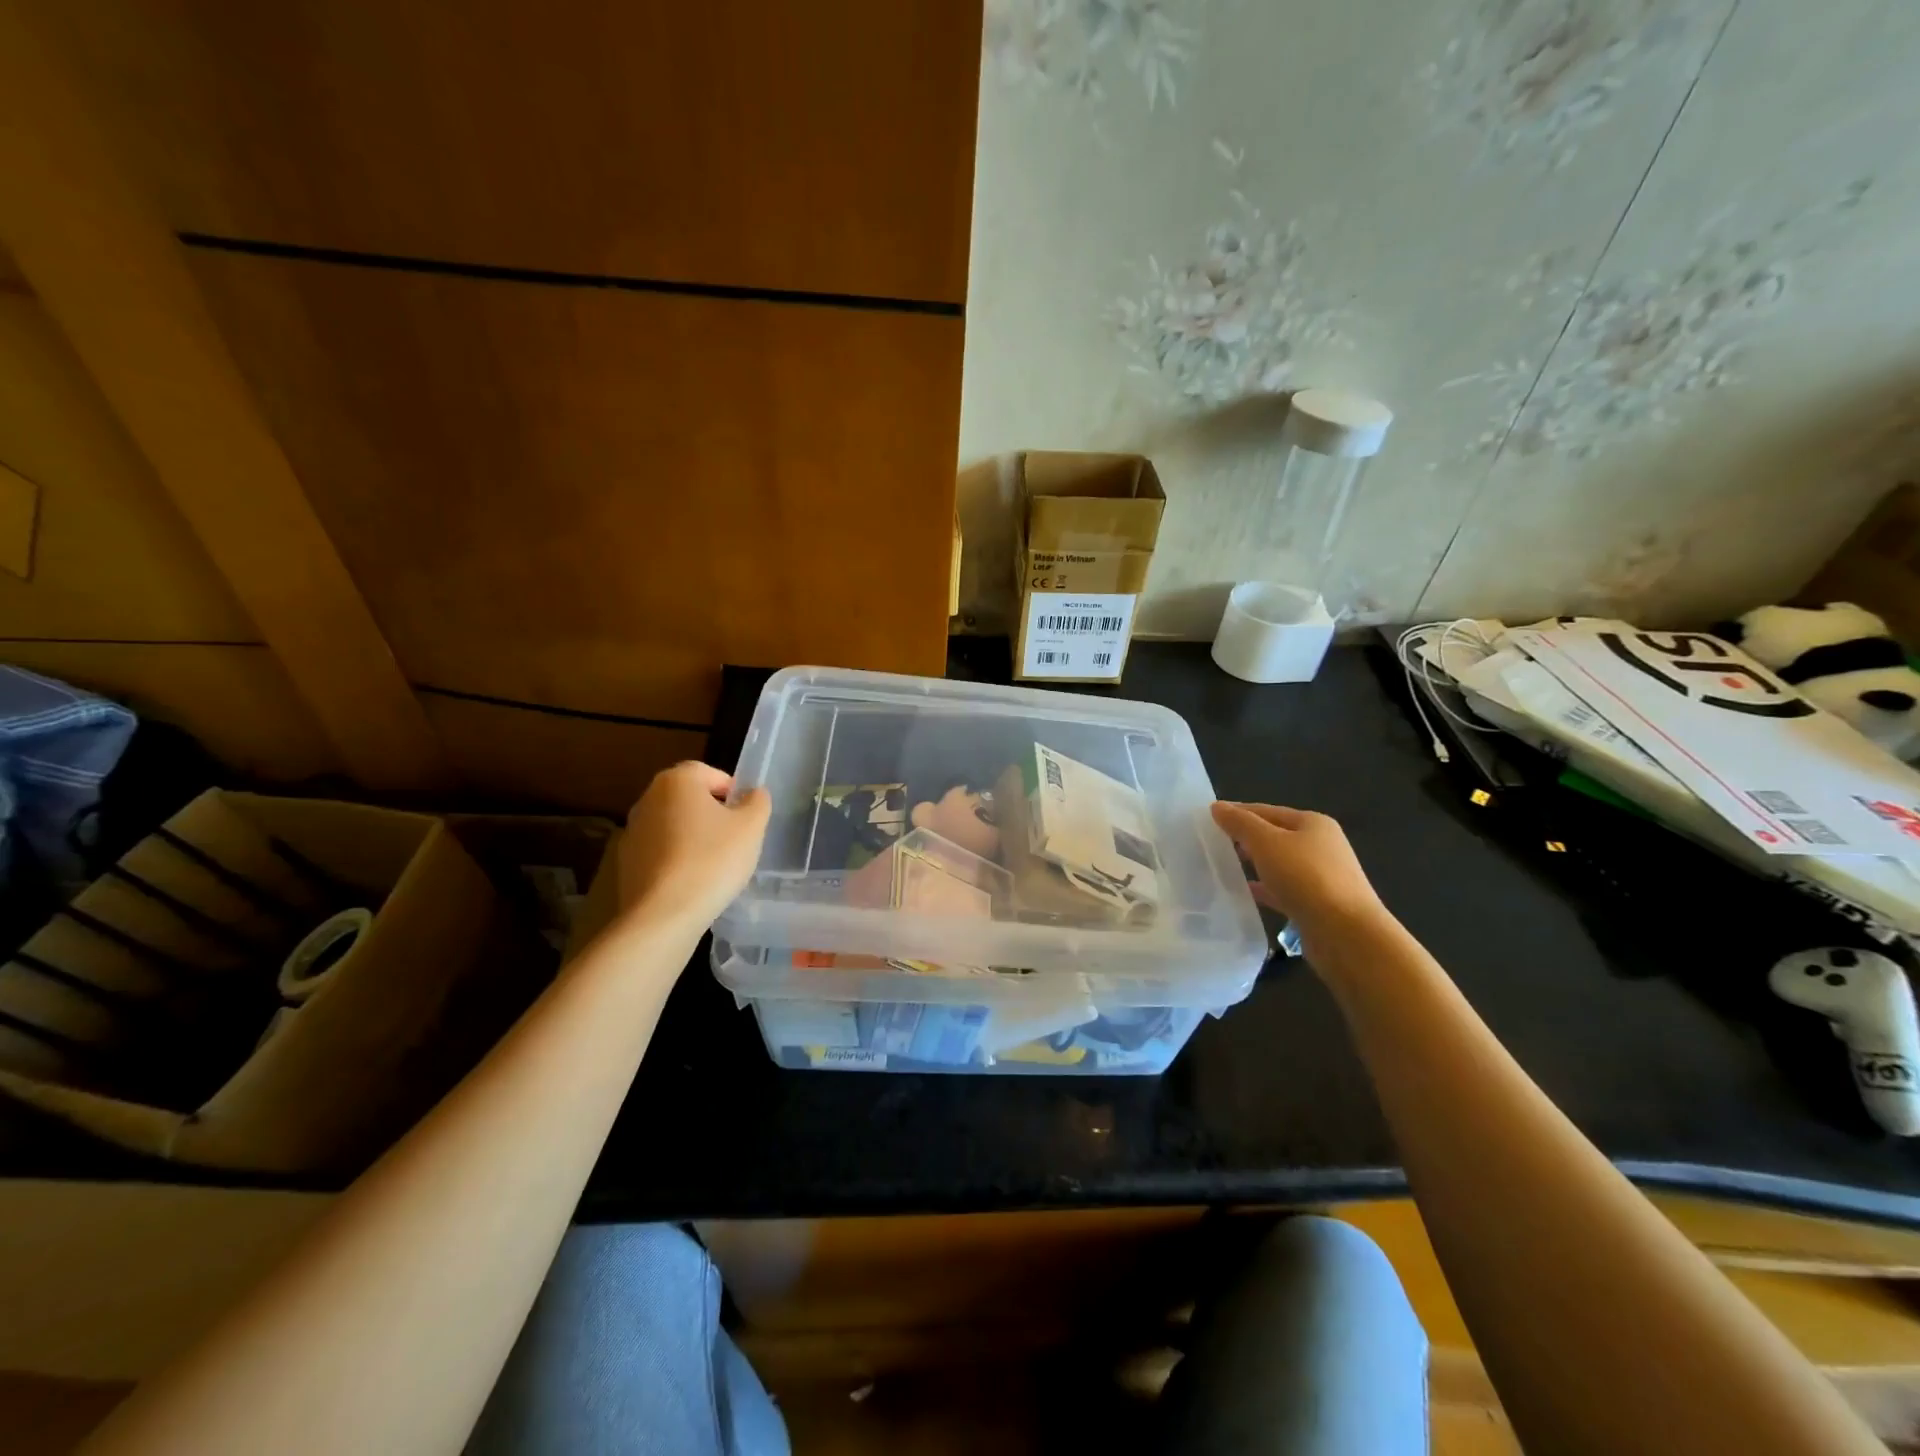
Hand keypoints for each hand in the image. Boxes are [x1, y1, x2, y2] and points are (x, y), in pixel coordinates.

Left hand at [619, 762, 771, 926]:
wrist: (663, 914)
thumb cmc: (713, 860)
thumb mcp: (751, 827)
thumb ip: (757, 802)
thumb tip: (752, 795)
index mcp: (677, 781)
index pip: (710, 773)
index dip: (732, 792)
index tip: (745, 818)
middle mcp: (648, 798)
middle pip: (689, 798)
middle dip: (712, 814)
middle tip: (734, 840)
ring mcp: (632, 830)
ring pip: (673, 825)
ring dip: (693, 837)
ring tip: (714, 865)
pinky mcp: (625, 862)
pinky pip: (660, 851)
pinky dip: (676, 859)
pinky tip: (691, 882)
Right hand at [1211, 802, 1388, 950]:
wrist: (1347, 934)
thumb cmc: (1306, 877)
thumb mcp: (1266, 842)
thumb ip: (1240, 823)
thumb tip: (1218, 806)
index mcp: (1312, 823)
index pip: (1266, 811)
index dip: (1237, 813)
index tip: (1207, 821)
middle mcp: (1320, 846)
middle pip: (1274, 836)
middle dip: (1244, 839)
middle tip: (1211, 845)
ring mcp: (1321, 877)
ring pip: (1278, 864)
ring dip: (1253, 864)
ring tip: (1223, 868)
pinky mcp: (1317, 904)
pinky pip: (1283, 890)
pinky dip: (1264, 889)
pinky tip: (1244, 893)